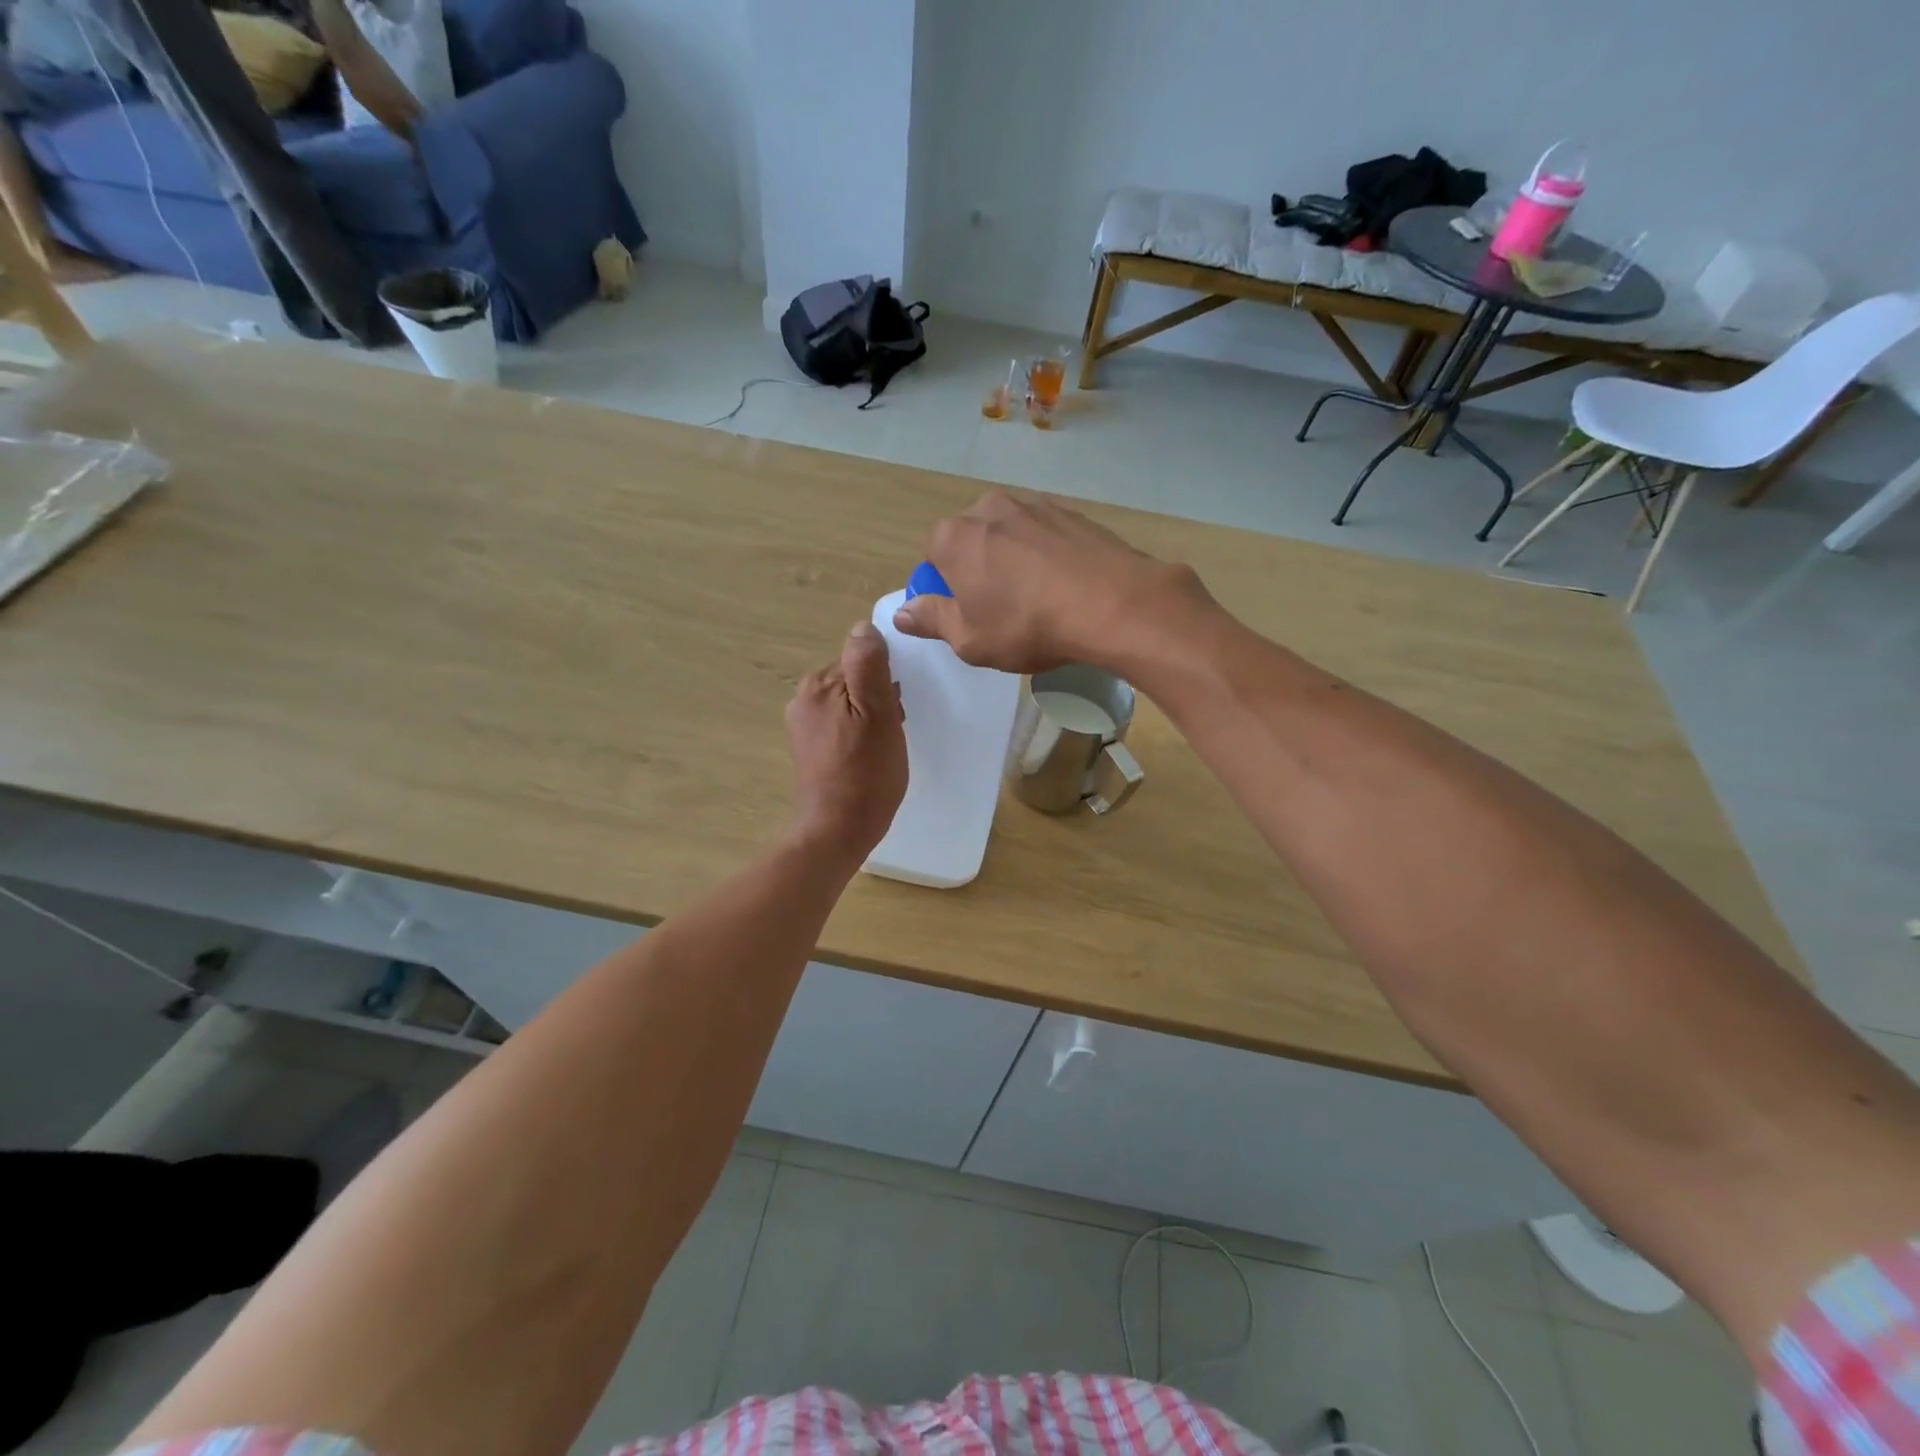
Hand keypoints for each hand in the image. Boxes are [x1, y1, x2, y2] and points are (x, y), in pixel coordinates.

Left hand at [785, 622, 907, 861]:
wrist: (837, 831)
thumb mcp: (879, 714)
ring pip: (849, 702)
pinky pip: (841, 724)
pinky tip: (867, 756)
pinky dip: (858, 733)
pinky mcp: (808, 747)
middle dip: (878, 697)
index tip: (896, 709)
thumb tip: (863, 627)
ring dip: (870, 716)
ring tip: (882, 747)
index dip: (886, 681)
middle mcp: (803, 698)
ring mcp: (802, 724)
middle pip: (854, 678)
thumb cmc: (866, 774)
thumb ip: (869, 666)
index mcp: (819, 684)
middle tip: (892, 731)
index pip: (862, 658)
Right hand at [890, 488, 1214, 673]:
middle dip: (977, 566)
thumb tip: (902, 613)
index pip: (932, 553)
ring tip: (1036, 596)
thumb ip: (931, 620)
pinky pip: (1045, 534)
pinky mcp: (1072, 512)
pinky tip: (1064, 584)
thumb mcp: (970, 640)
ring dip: (1012, 558)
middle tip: (999, 607)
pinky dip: (1046, 554)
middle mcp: (989, 508)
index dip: (943, 584)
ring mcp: (1034, 505)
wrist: (1112, 603)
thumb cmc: (1027, 626)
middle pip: (971, 537)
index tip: (962, 611)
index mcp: (954, 537)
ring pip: (1009, 533)